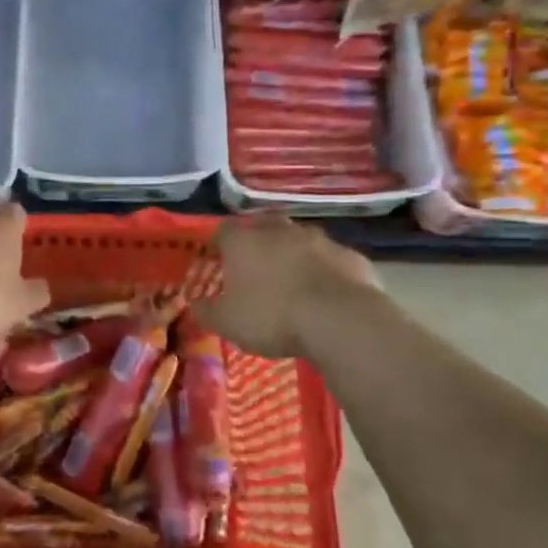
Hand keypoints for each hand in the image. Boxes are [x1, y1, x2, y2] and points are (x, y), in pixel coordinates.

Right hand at [195, 213, 380, 358]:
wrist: (340, 320)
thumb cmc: (272, 316)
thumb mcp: (227, 322)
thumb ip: (207, 311)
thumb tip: (196, 305)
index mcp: (244, 241)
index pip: (223, 231)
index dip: (218, 245)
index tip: (216, 260)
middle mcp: (280, 231)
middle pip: (263, 226)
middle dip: (258, 241)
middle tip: (254, 265)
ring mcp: (320, 240)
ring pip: (300, 240)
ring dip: (293, 254)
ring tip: (291, 280)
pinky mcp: (351, 257)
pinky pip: (330, 261)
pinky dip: (324, 272)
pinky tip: (324, 294)